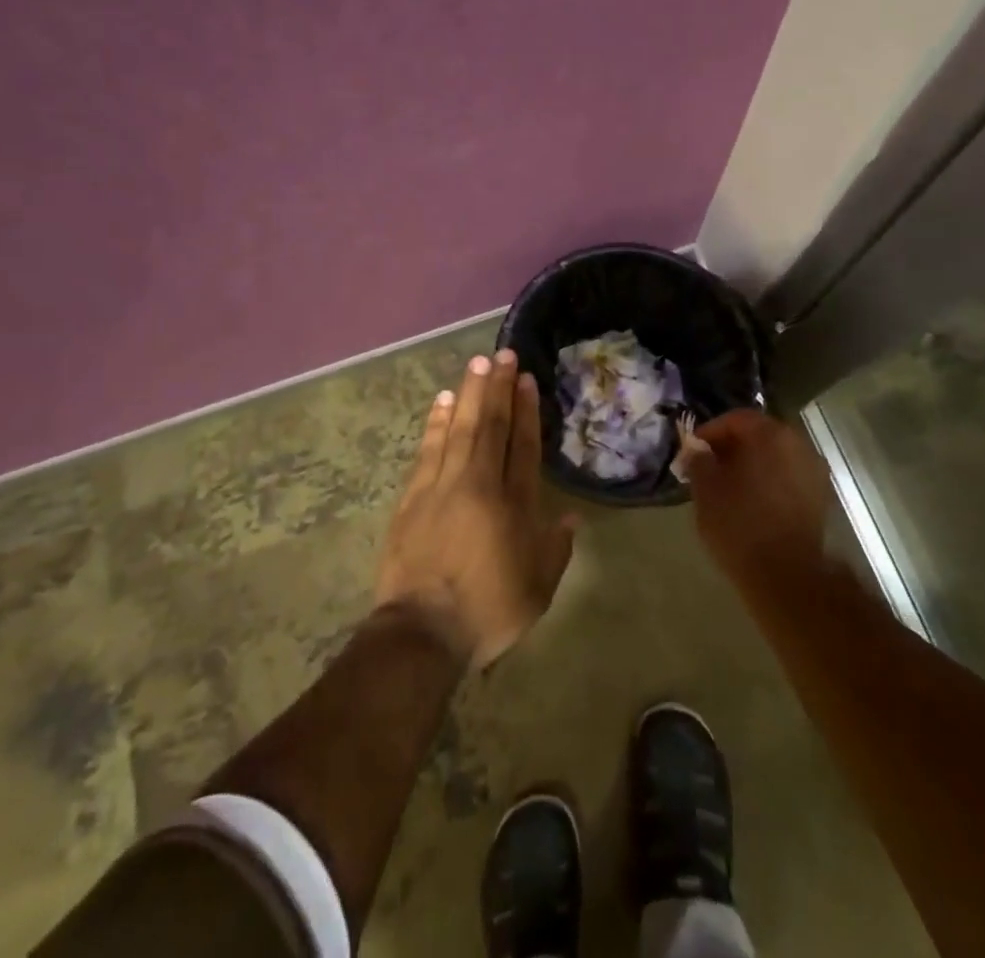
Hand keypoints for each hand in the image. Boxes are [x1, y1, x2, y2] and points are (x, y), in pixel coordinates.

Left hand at [375, 350, 577, 668]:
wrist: (423, 631)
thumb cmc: (488, 611)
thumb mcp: (538, 589)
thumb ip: (556, 549)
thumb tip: (571, 517)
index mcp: (514, 505)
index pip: (522, 445)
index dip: (526, 409)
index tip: (525, 379)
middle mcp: (479, 484)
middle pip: (491, 426)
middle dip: (498, 388)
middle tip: (502, 354)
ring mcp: (442, 485)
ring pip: (459, 428)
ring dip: (470, 394)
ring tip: (476, 364)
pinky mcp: (413, 495)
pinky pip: (428, 448)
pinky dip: (436, 421)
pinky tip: (442, 400)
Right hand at [689, 409, 830, 583]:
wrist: (787, 577)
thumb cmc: (740, 525)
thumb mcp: (706, 490)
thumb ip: (699, 461)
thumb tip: (696, 449)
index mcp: (770, 435)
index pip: (736, 419)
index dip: (710, 432)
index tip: (693, 452)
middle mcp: (798, 445)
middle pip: (759, 435)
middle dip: (732, 448)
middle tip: (708, 468)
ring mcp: (814, 472)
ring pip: (775, 457)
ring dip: (751, 466)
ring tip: (728, 488)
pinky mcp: (820, 499)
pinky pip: (788, 478)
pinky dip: (768, 482)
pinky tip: (751, 503)